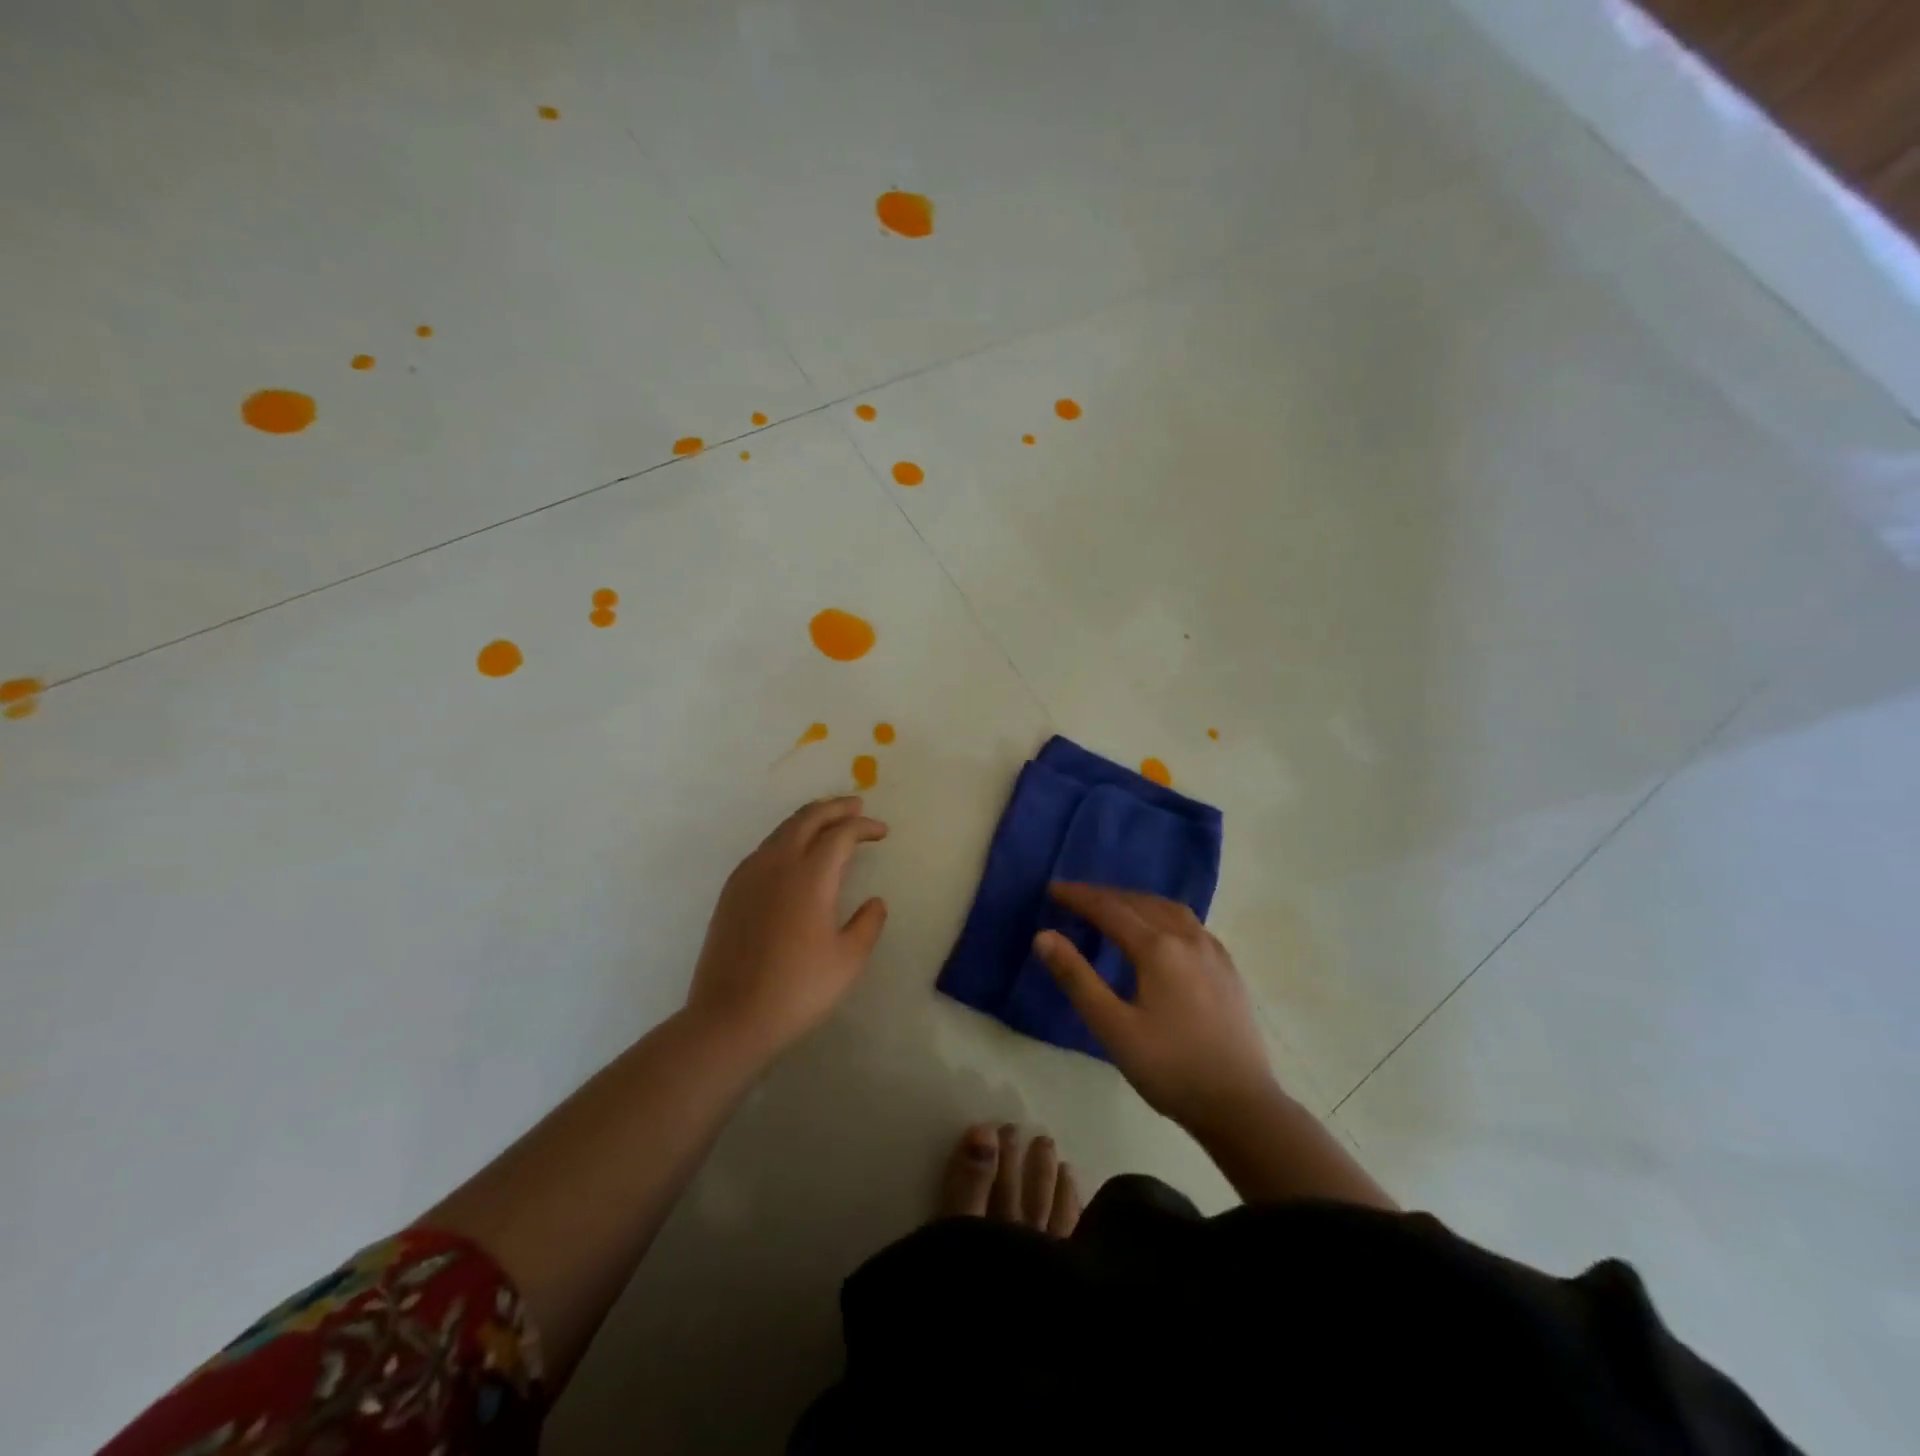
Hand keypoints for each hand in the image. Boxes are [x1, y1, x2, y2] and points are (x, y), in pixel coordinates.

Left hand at [686, 797, 888, 1062]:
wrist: (730, 1018)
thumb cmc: (797, 989)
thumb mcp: (848, 960)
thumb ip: (868, 924)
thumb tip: (875, 902)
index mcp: (810, 876)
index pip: (840, 834)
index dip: (864, 827)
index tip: (882, 832)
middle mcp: (777, 864)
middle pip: (807, 819)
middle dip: (835, 808)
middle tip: (856, 806)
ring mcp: (749, 875)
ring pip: (782, 830)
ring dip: (809, 820)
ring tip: (828, 823)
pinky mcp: (731, 891)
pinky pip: (764, 849)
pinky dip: (787, 838)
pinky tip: (793, 855)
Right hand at [1034, 883, 1278, 1132]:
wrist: (1242, 1106)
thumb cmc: (1170, 1069)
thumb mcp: (1113, 1028)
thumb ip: (1077, 978)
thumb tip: (1043, 936)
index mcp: (1158, 948)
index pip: (1110, 909)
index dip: (1079, 897)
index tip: (1053, 889)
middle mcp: (1188, 938)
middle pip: (1140, 902)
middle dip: (1105, 896)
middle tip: (1076, 897)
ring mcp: (1213, 951)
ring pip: (1168, 909)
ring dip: (1136, 901)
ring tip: (1114, 906)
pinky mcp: (1228, 969)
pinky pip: (1189, 924)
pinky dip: (1162, 914)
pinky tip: (1160, 930)